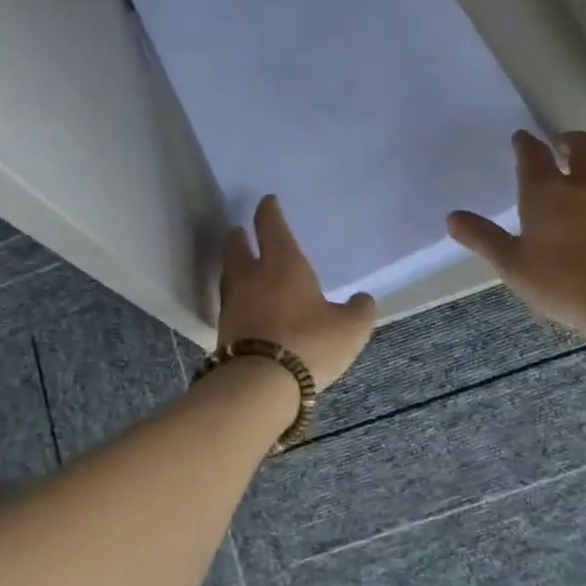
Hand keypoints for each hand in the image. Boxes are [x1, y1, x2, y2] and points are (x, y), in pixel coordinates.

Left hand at [219, 196, 376, 389]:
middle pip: (237, 248)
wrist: (261, 384)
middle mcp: (252, 277)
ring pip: (229, 275)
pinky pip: (229, 304)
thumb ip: (359, 310)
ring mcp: (233, 304)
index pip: (272, 227)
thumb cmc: (310, 343)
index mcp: (283, 264)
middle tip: (239, 231)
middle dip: (239, 237)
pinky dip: (236, 297)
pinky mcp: (223, 331)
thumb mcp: (350, 328)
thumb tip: (362, 300)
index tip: (267, 201)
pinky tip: (243, 305)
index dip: (269, 211)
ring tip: (238, 264)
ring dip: (233, 265)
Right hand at [447, 131, 585, 342]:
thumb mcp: (513, 265)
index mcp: (546, 192)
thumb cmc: (565, 281)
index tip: (521, 137)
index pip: (533, 155)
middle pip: (583, 145)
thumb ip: (483, 238)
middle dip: (570, 140)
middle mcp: (585, 185)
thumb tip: (452, 217)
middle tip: (561, 145)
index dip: (525, 143)